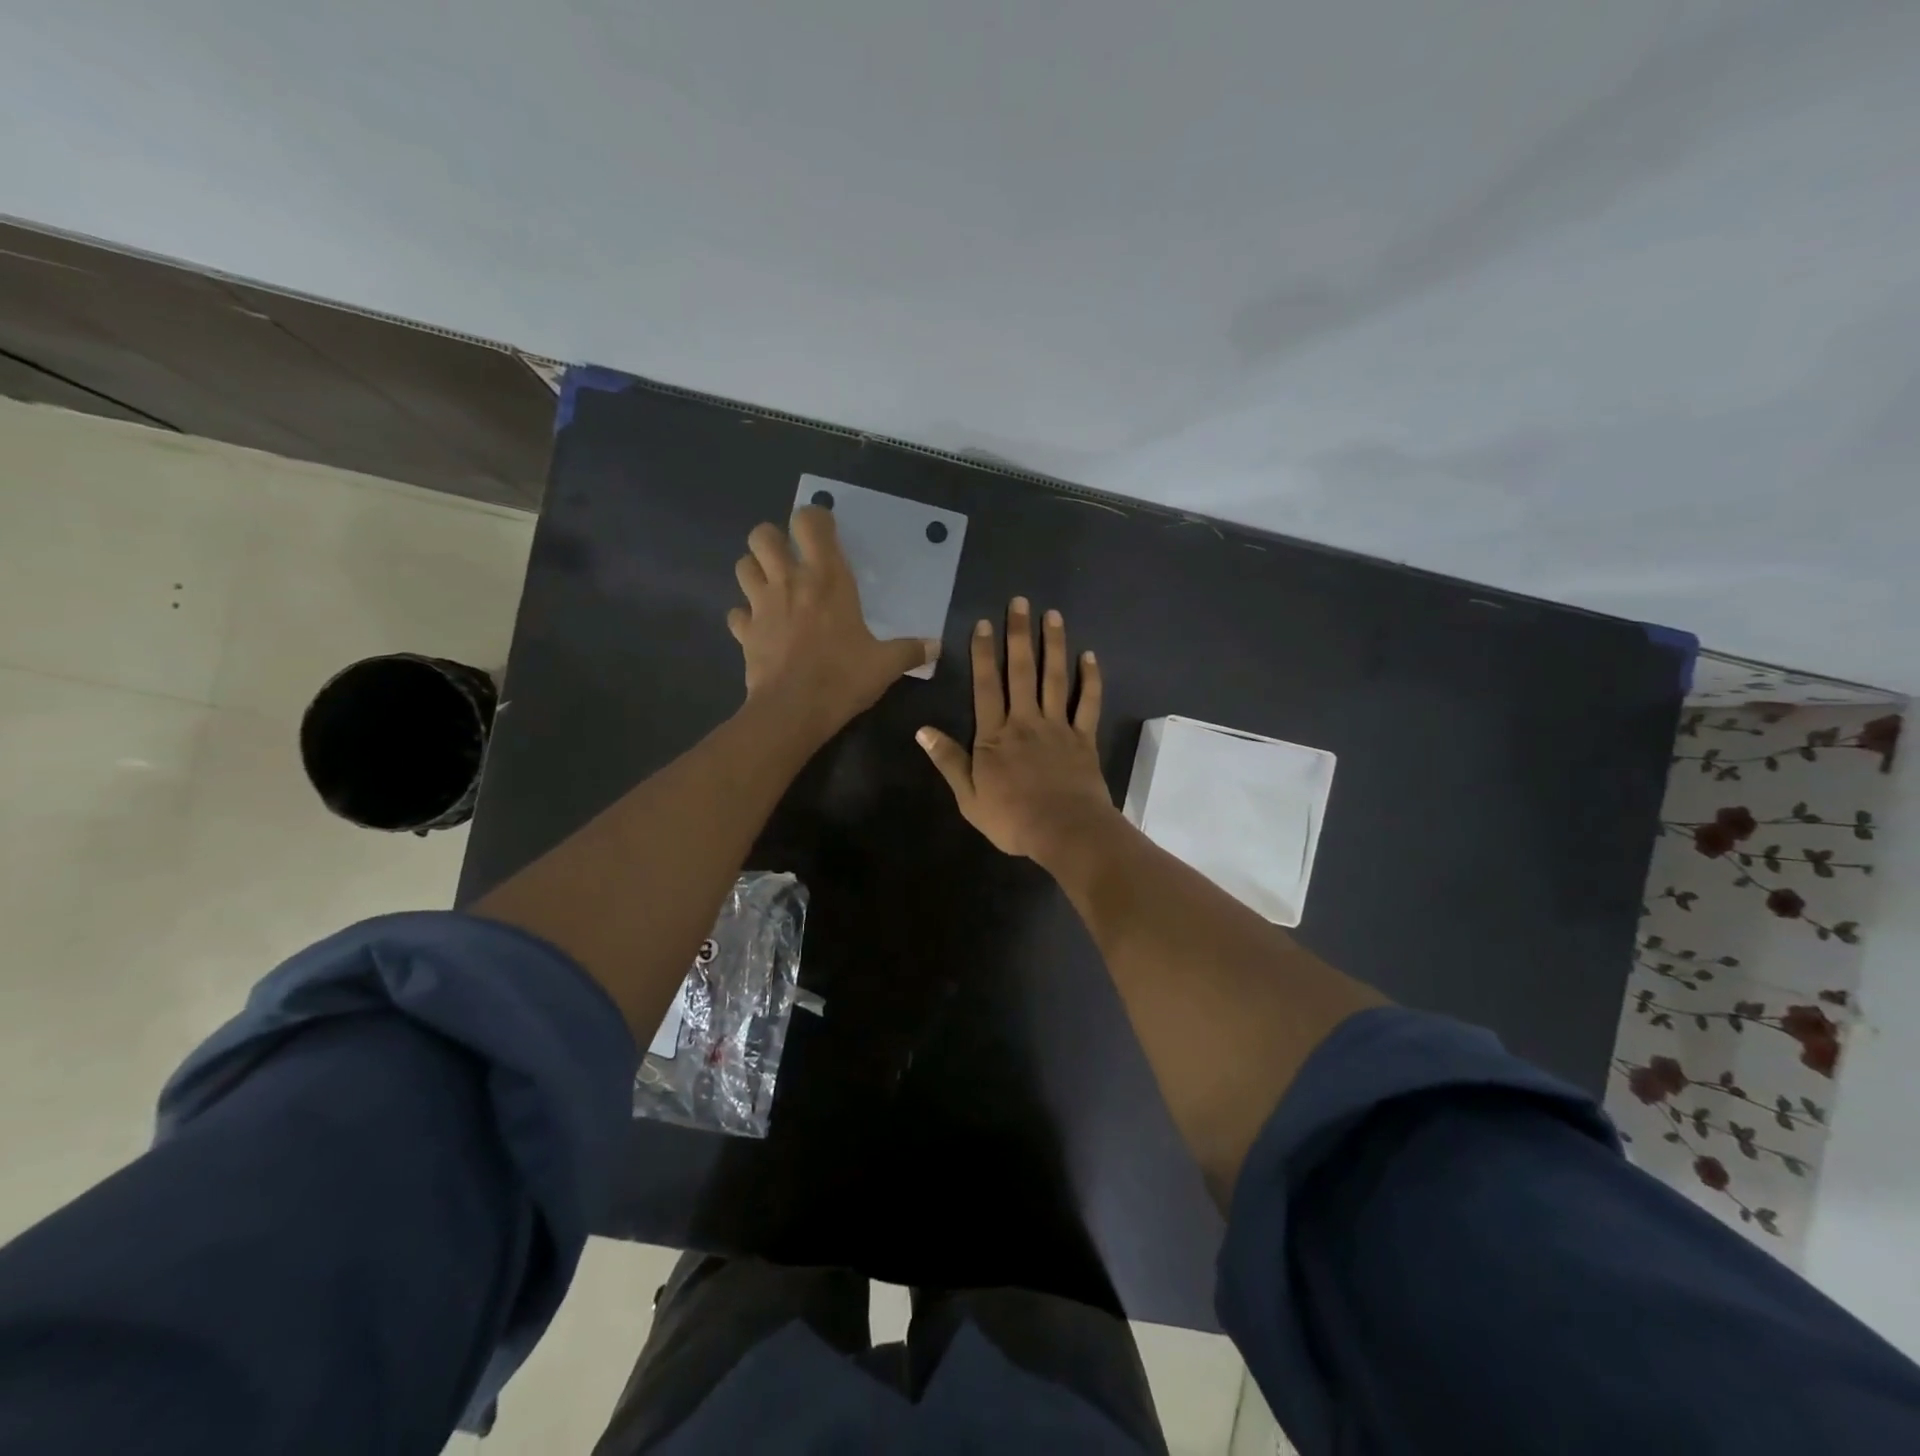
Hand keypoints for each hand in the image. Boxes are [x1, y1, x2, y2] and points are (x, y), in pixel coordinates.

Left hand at [729, 506, 937, 737]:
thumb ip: (910, 651)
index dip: (813, 519)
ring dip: (755, 570)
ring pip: (742, 566)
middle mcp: (789, 581)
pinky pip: (737, 613)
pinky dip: (746, 617)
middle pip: (762, 534)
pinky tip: (760, 628)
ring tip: (772, 587)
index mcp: (826, 578)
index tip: (825, 533)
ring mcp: (761, 605)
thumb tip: (936, 647)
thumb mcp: (885, 665)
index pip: (808, 521)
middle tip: (790, 559)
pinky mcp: (745, 632)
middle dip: (773, 539)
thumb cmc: (842, 677)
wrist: (794, 710)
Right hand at [916, 597, 1118, 862]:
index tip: (983, 624)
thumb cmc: (1012, 819)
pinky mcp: (1084, 738)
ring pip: (1055, 678)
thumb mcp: (968, 797)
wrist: (1064, 831)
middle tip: (1020, 602)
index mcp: (995, 736)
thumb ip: (948, 761)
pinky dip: (1090, 679)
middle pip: (1021, 671)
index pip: (986, 686)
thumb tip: (922, 731)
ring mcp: (1057, 727)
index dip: (982, 654)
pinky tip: (1090, 656)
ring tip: (1052, 615)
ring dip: (1053, 645)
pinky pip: (1088, 703)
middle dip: (1018, 635)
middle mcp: (1025, 721)